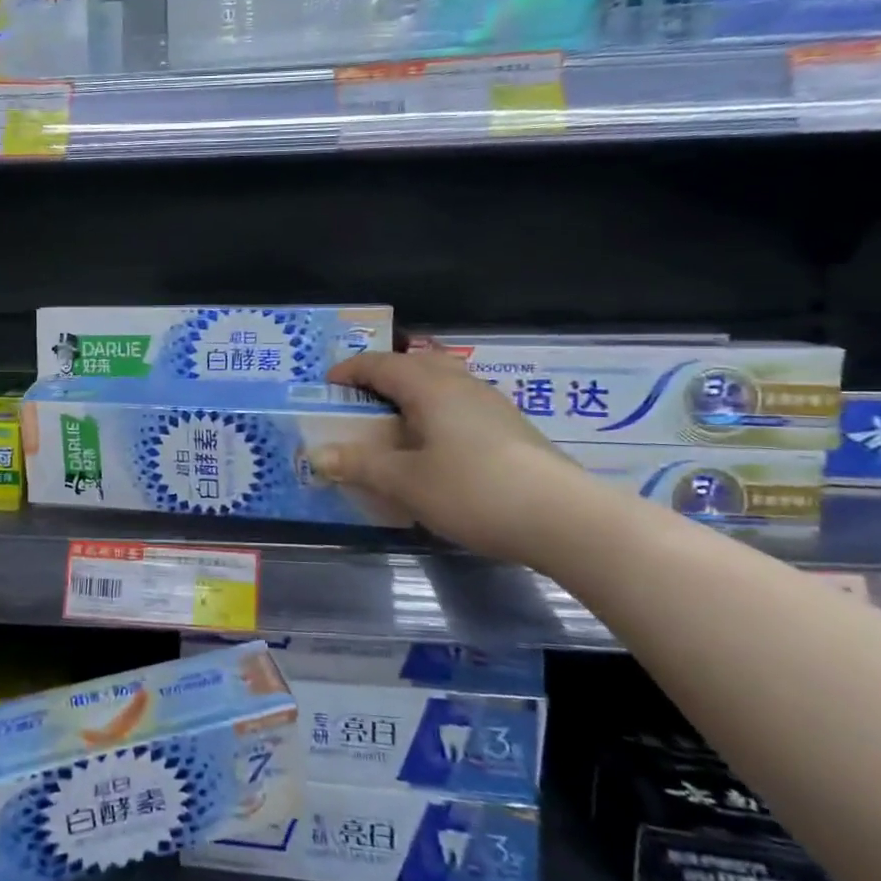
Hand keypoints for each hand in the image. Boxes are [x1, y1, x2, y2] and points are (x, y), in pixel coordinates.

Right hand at [315, 348, 594, 561]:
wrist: (563, 518)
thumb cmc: (472, 490)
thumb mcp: (405, 482)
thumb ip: (360, 465)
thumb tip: (318, 456)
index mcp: (430, 387)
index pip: (381, 364)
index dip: (350, 370)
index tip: (327, 386)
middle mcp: (461, 384)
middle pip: (417, 362)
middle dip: (384, 374)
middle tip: (362, 397)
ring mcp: (492, 404)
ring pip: (444, 382)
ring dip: (414, 392)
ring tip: (396, 420)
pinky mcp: (511, 428)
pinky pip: (461, 404)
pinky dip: (437, 411)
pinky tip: (437, 444)